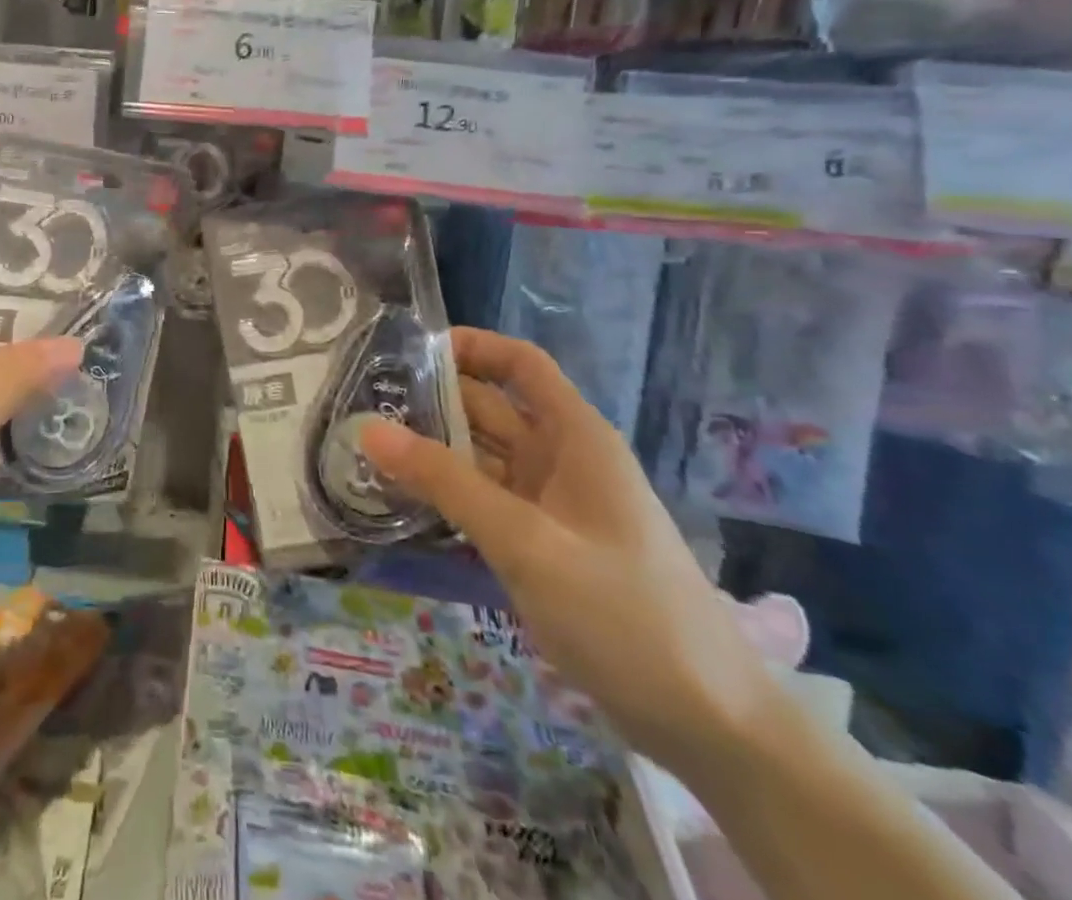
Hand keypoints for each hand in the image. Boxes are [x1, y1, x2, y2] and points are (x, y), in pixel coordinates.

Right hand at [360, 328, 781, 777]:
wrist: (710, 726)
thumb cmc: (625, 615)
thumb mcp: (528, 543)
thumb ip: (447, 483)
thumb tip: (369, 428)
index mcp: (575, 437)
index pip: (520, 363)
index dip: (470, 346)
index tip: (407, 352)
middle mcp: (563, 459)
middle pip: (492, 408)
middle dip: (433, 401)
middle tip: (361, 404)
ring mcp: (553, 505)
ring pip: (483, 457)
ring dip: (434, 451)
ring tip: (367, 448)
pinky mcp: (544, 546)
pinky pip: (486, 502)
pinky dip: (449, 495)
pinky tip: (403, 501)